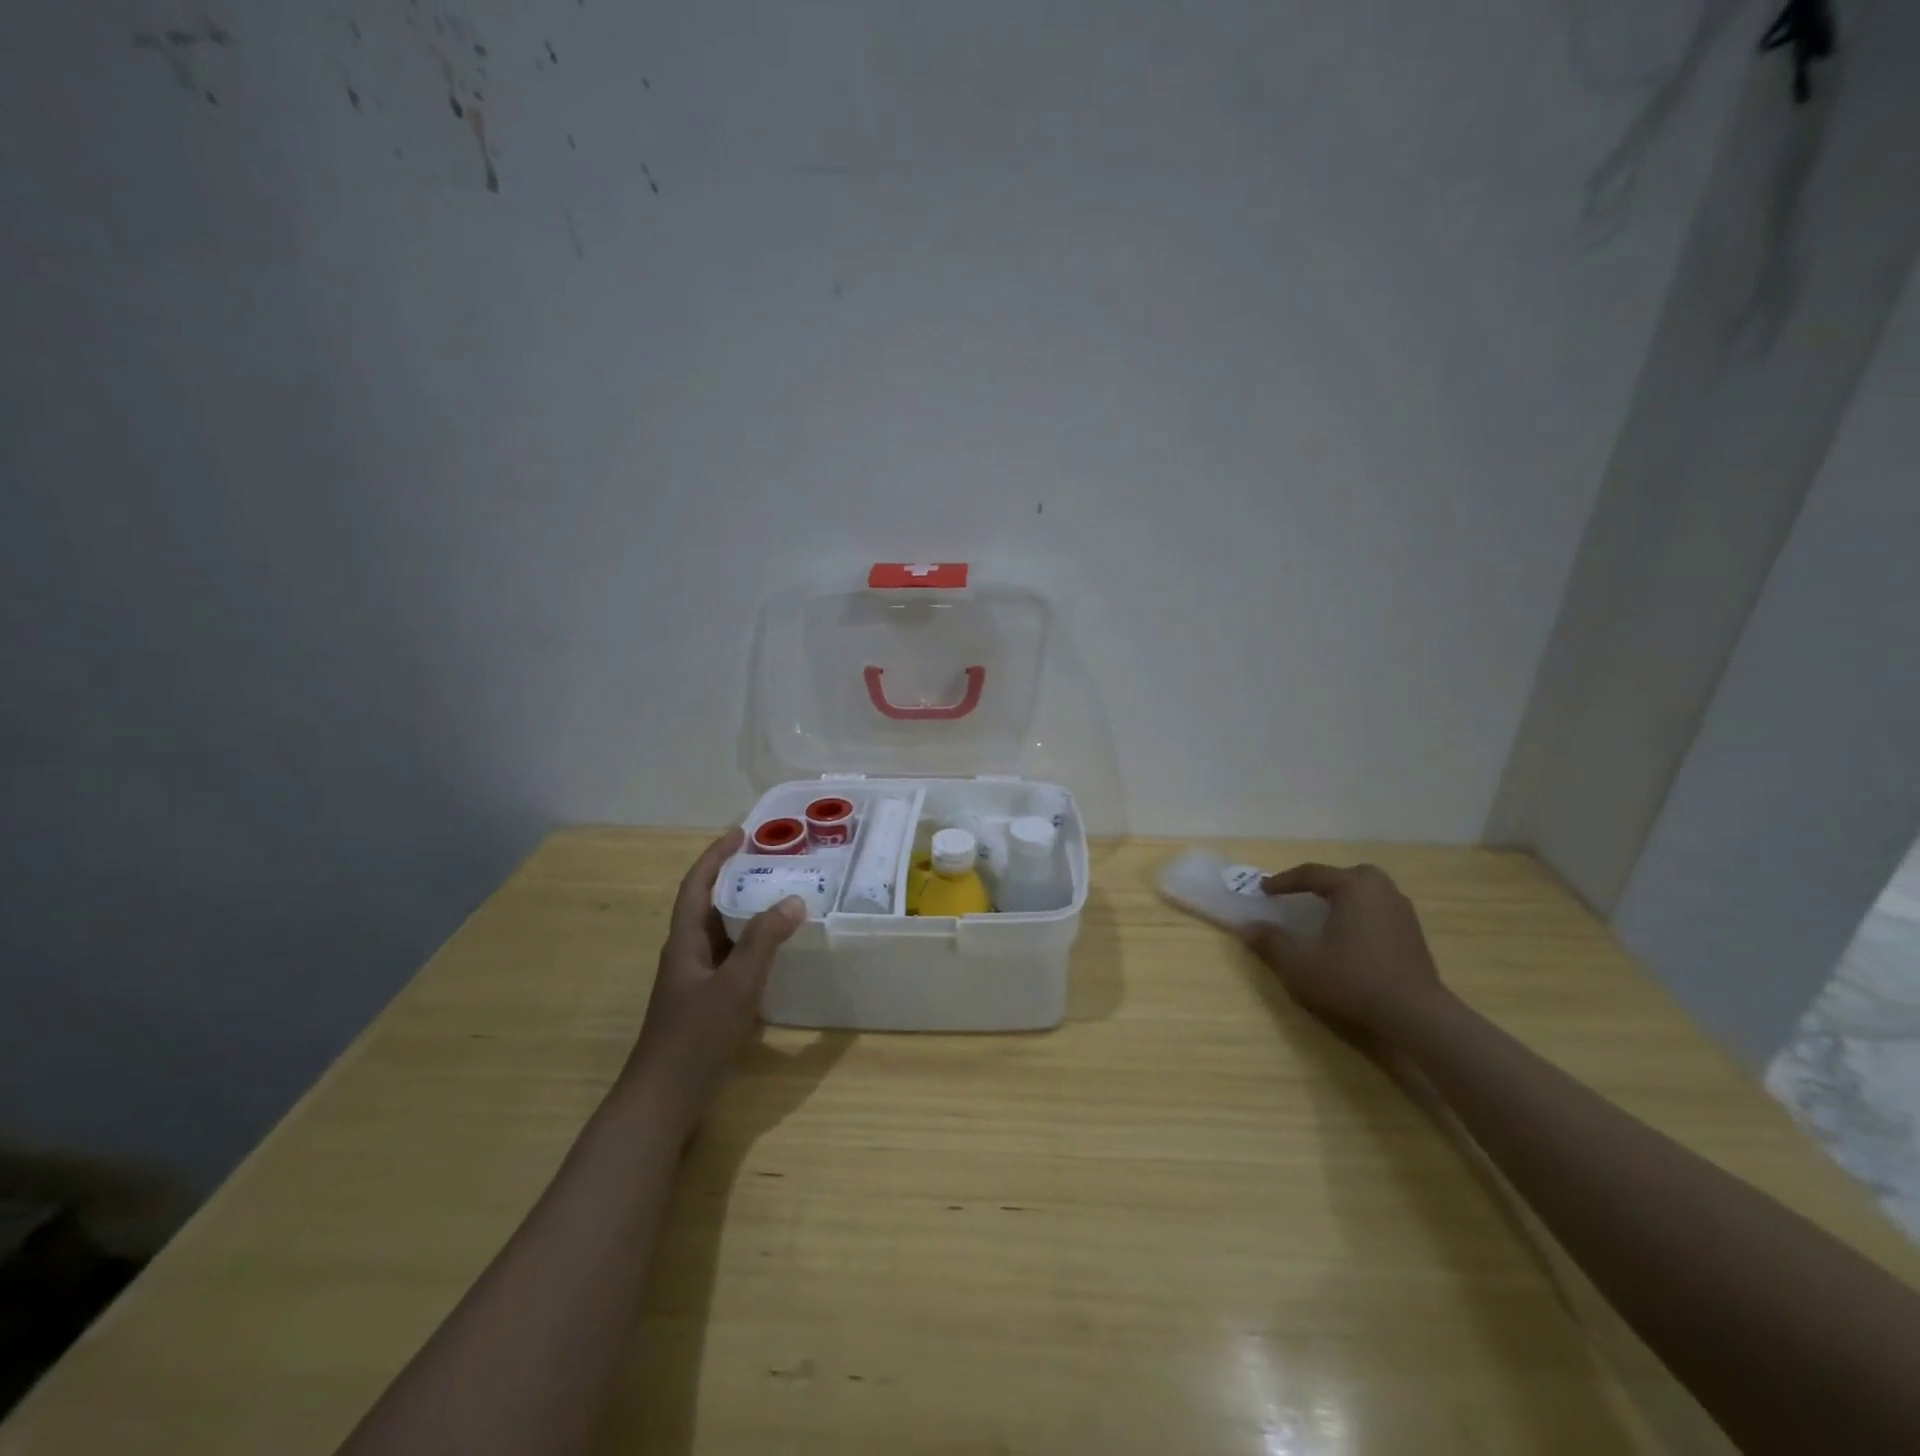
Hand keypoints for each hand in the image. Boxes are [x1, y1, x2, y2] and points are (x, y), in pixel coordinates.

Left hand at [623, 828, 805, 1124]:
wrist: (664, 1099)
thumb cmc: (696, 1037)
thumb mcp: (736, 985)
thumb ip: (764, 941)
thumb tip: (792, 899)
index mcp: (685, 941)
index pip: (697, 885)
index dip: (716, 856)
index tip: (742, 834)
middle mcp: (687, 953)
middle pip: (710, 904)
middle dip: (737, 879)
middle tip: (774, 863)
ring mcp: (695, 980)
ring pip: (722, 933)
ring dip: (747, 912)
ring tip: (782, 898)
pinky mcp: (706, 1002)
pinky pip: (731, 959)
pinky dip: (752, 945)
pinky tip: (777, 952)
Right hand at [1244, 862, 1450, 1040]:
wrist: (1416, 1015)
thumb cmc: (1353, 979)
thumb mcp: (1300, 963)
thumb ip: (1271, 942)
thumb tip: (1249, 927)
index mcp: (1352, 886)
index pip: (1310, 874)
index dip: (1283, 881)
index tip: (1263, 889)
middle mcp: (1380, 890)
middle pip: (1345, 876)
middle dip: (1321, 883)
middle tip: (1301, 896)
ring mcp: (1402, 911)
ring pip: (1366, 892)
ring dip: (1343, 898)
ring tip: (1325, 915)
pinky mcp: (1414, 933)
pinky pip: (1379, 910)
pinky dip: (1361, 914)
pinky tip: (1351, 936)